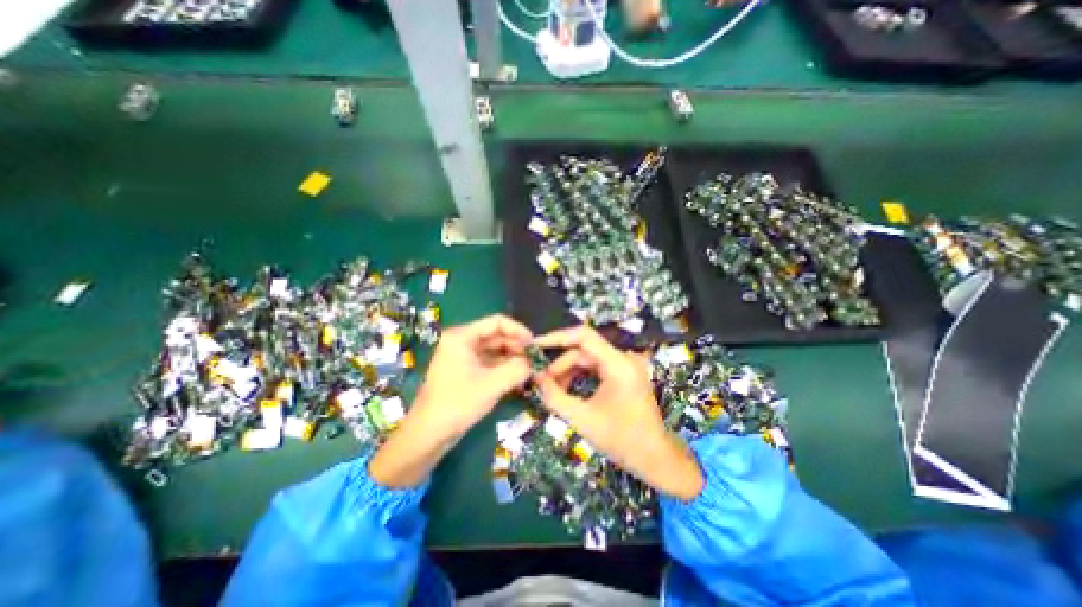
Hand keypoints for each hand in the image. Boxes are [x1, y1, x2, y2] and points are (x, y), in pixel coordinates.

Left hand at [368, 315, 531, 490]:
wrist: (429, 434)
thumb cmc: (458, 403)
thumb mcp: (492, 384)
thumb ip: (517, 369)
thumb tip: (534, 363)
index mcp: (463, 336)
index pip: (496, 322)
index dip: (518, 330)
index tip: (535, 344)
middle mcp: (462, 341)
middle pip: (496, 335)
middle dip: (517, 346)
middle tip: (535, 359)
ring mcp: (463, 356)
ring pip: (494, 349)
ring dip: (512, 358)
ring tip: (530, 369)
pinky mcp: (465, 370)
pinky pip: (489, 362)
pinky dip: (504, 367)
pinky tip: (518, 377)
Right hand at [534, 327, 706, 502]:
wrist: (656, 459)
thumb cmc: (622, 441)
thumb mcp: (582, 419)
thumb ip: (555, 397)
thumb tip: (534, 377)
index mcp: (618, 364)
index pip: (583, 336)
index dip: (557, 337)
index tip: (535, 346)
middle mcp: (623, 358)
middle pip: (583, 350)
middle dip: (559, 364)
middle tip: (539, 380)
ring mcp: (624, 366)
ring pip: (587, 359)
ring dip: (567, 371)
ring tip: (551, 389)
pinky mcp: (623, 375)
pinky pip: (595, 368)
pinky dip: (579, 376)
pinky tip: (566, 390)